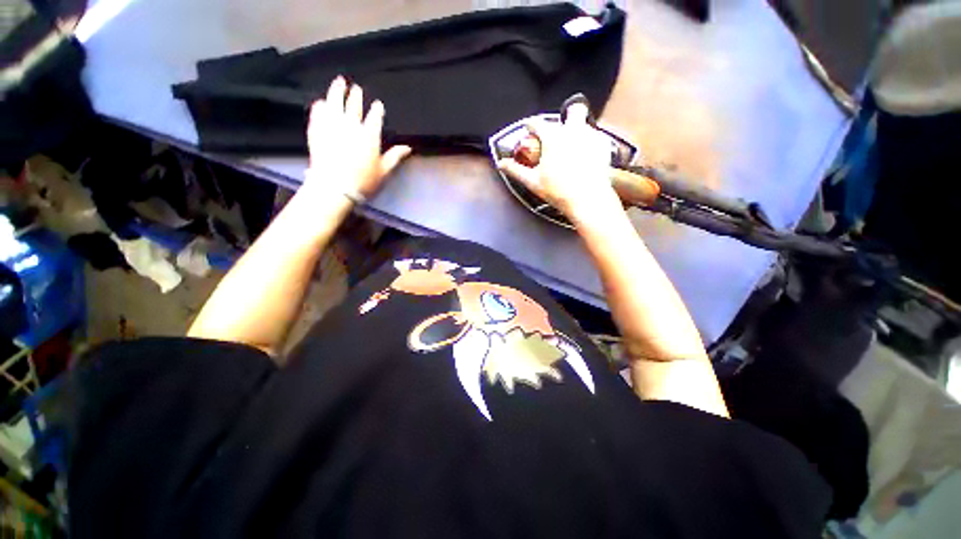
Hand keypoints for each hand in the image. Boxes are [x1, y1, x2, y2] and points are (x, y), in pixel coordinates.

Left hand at [304, 77, 410, 201]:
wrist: (334, 186)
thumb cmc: (363, 180)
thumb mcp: (383, 171)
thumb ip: (395, 157)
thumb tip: (408, 147)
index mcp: (369, 135)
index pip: (375, 117)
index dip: (377, 110)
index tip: (377, 104)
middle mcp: (351, 125)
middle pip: (354, 105)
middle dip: (356, 95)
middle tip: (356, 88)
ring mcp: (332, 125)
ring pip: (334, 101)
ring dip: (337, 90)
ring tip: (339, 82)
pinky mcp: (317, 129)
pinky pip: (318, 112)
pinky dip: (320, 105)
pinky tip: (321, 102)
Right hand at [497, 102, 620, 224]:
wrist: (588, 199)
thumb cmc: (558, 190)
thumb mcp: (532, 181)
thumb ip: (515, 170)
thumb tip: (501, 163)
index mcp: (553, 137)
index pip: (537, 122)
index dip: (530, 124)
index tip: (528, 128)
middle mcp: (573, 130)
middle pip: (573, 109)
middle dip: (567, 115)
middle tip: (560, 131)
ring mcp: (591, 136)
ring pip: (585, 123)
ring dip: (577, 131)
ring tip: (572, 149)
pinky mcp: (604, 146)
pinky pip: (596, 137)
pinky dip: (588, 143)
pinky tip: (585, 157)